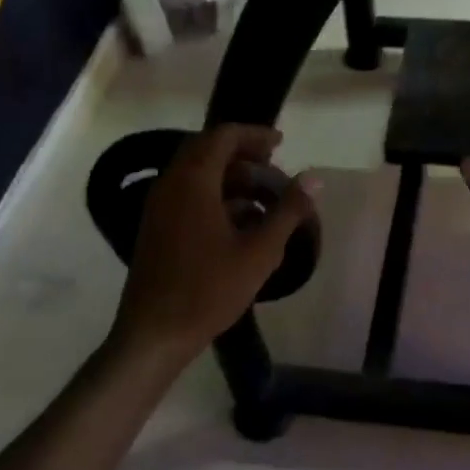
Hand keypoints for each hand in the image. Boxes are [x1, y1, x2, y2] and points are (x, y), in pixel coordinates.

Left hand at [111, 125, 318, 369]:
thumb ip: (288, 210)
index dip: (255, 135)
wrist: (154, 333)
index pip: (223, 136)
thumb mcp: (260, 251)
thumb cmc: (209, 289)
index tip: (282, 144)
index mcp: (193, 182)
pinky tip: (242, 224)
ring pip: (198, 175)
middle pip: (208, 151)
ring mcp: (160, 207)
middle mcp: (171, 185)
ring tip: (265, 199)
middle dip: (244, 155)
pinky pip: (189, 196)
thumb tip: (315, 178)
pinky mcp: (157, 228)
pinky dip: (217, 197)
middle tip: (274, 167)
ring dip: (232, 178)